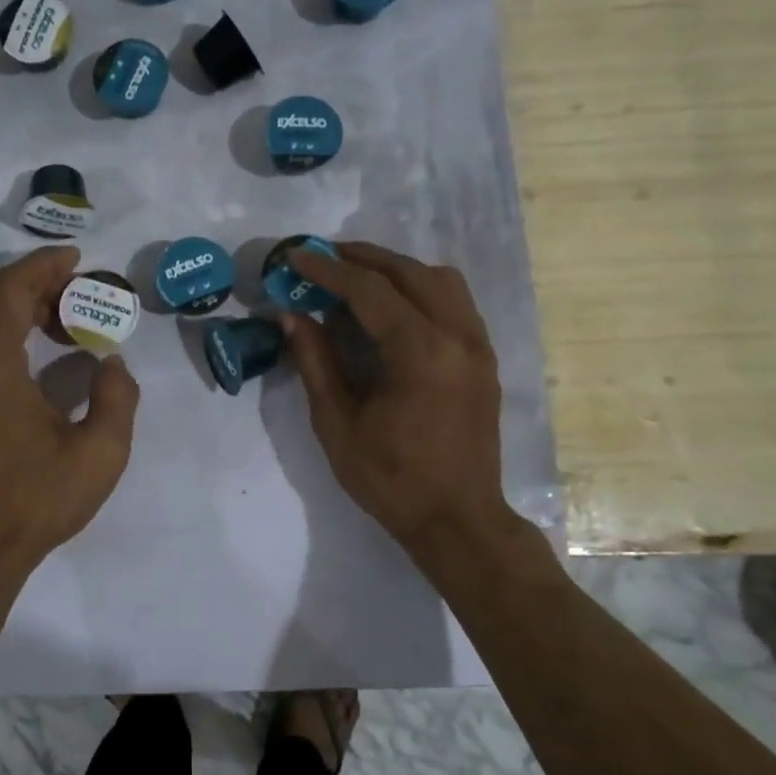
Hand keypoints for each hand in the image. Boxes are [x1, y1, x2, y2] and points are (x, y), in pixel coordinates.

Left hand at [0, 246, 140, 584]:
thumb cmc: (37, 500)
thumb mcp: (100, 452)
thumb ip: (116, 397)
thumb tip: (110, 364)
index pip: (9, 290)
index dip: (42, 266)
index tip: (75, 259)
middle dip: (32, 286)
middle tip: (75, 295)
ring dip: (14, 311)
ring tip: (58, 325)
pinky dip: (0, 337)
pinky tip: (33, 364)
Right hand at [282, 243, 522, 557]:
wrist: (457, 519)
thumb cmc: (390, 478)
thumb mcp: (338, 423)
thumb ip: (316, 361)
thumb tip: (291, 315)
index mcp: (421, 353)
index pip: (370, 290)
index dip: (328, 269)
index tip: (295, 255)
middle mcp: (458, 337)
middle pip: (409, 272)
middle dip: (361, 258)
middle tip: (320, 256)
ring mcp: (478, 346)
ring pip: (440, 280)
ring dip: (395, 269)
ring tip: (355, 276)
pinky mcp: (484, 359)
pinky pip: (454, 302)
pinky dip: (419, 289)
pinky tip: (391, 305)